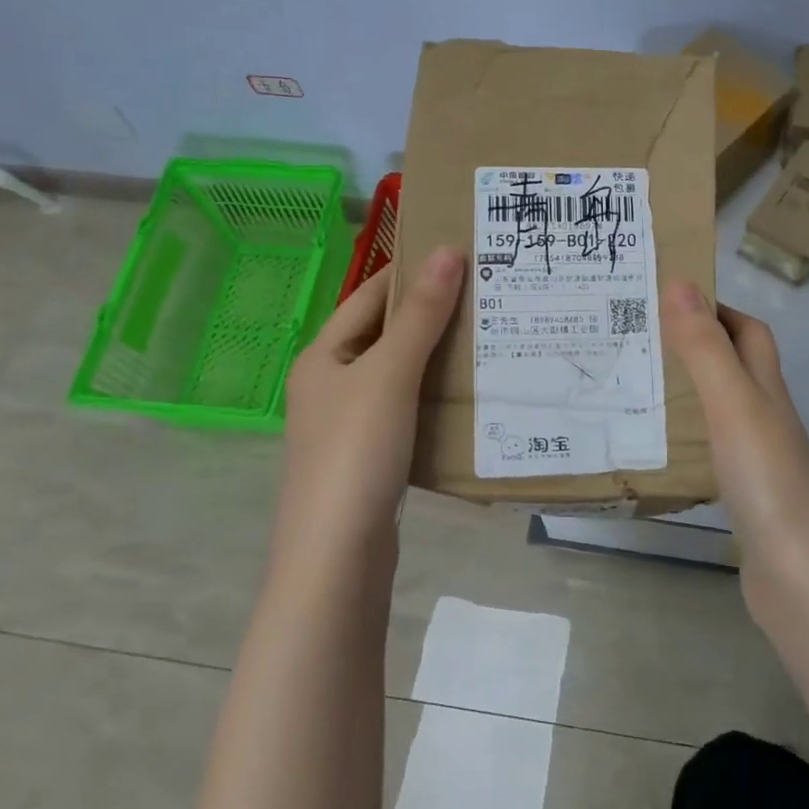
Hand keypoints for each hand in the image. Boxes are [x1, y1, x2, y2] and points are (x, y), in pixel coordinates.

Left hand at [277, 246, 464, 550]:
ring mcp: (348, 426)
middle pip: (383, 335)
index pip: (367, 297)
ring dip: (434, 356)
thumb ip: (420, 315)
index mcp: (322, 357)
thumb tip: (447, 251)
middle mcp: (330, 386)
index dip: (407, 271)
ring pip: (397, 375)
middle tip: (484, 293)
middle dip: (428, 314)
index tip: (455, 252)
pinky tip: (468, 394)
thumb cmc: (356, 451)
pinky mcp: (370, 459)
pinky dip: (433, 396)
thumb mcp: (390, 374)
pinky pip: (406, 411)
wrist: (337, 558)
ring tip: (486, 335)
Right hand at [660, 282, 808, 610]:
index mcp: (766, 389)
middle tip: (637, 340)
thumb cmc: (768, 481)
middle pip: (735, 367)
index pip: (748, 332)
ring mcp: (757, 460)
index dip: (716, 310)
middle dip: (694, 346)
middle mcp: (765, 418)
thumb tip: (681, 283)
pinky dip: (685, 438)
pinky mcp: (743, 497)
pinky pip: (710, 451)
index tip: (667, 300)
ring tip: (634, 386)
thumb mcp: (732, 404)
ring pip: (720, 409)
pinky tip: (656, 448)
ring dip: (686, 391)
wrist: (801, 579)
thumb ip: (705, 348)